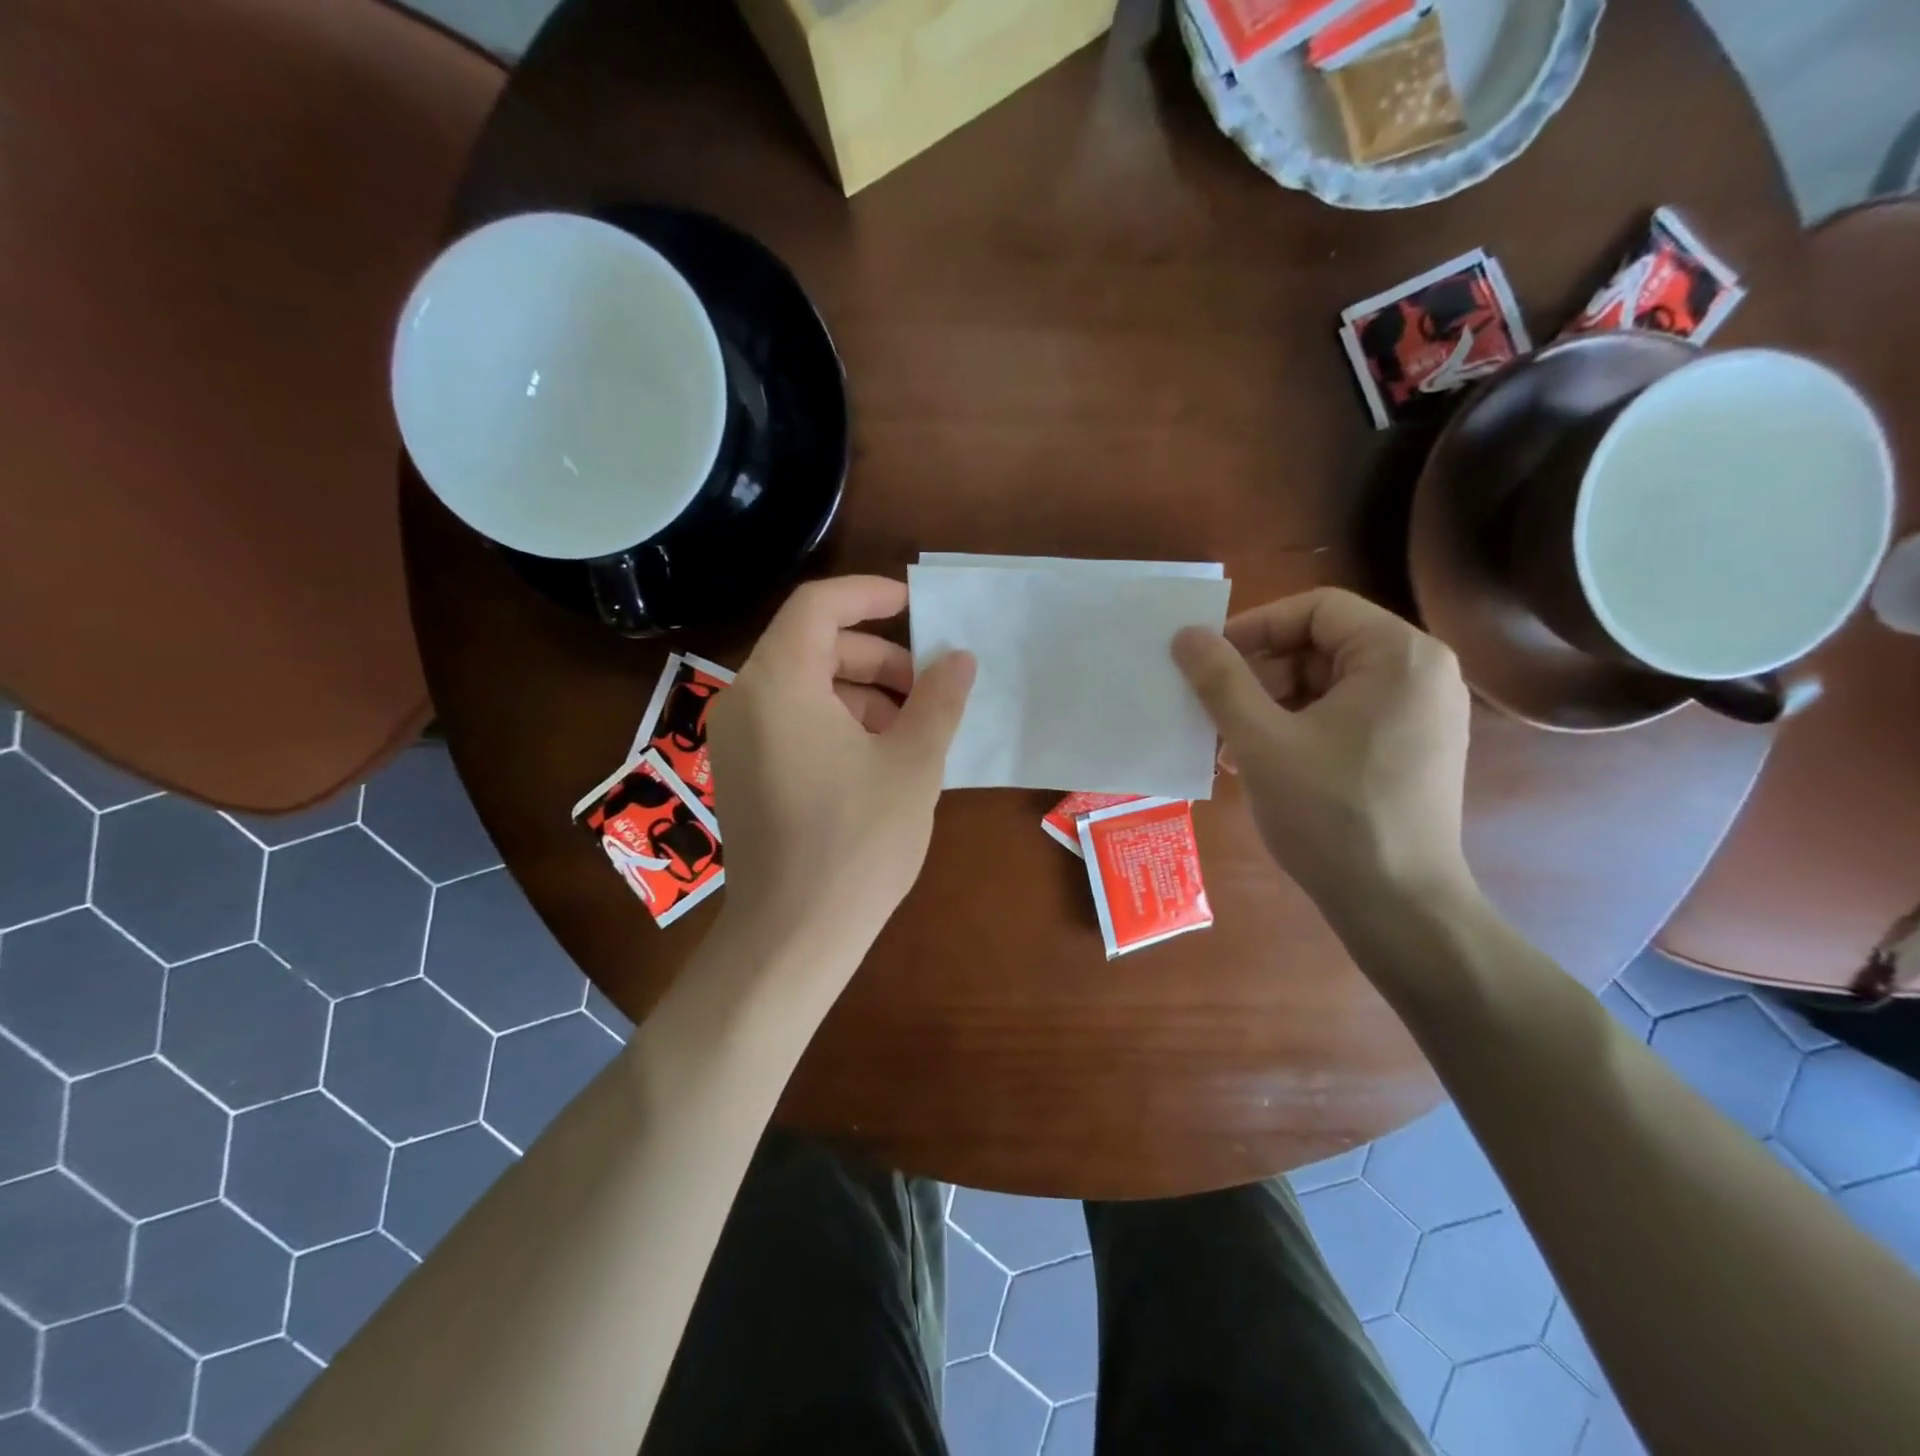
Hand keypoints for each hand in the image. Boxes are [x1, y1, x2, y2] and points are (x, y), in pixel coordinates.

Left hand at [707, 576, 974, 958]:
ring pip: (804, 686)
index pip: (817, 605)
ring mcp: (736, 739)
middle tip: (927, 691)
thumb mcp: (913, 763)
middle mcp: (745, 699)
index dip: (868, 596)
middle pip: (813, 646)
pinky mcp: (741, 772)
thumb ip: (939, 700)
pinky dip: (835, 721)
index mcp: (780, 683)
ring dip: (861, 693)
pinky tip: (877, 758)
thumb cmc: (858, 841)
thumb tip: (959, 659)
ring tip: (910, 731)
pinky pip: (790, 721)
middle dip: (877, 659)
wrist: (794, 934)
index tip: (914, 606)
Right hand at [1172, 588, 1472, 915]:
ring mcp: (1423, 714)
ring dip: (1271, 705)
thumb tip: (1186, 635)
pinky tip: (1260, 762)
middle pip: (1323, 645)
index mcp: (1399, 655)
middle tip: (1215, 708)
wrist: (1398, 906)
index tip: (1209, 661)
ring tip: (1229, 744)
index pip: (1316, 608)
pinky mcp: (1414, 749)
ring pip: (1329, 685)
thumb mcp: (1261, 742)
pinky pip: (1346, 717)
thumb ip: (1221, 681)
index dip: (1254, 627)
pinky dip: (1299, 728)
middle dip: (1260, 674)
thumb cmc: (1329, 814)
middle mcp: (1423, 673)